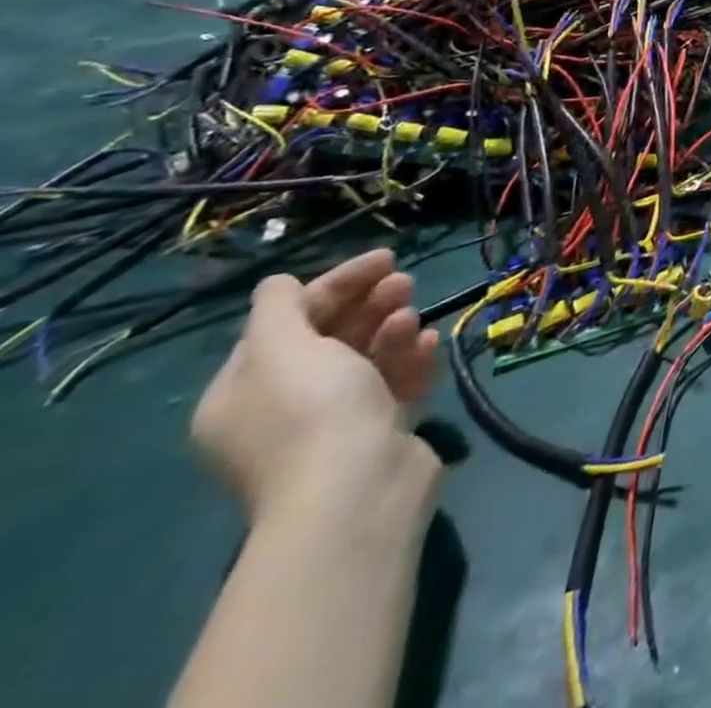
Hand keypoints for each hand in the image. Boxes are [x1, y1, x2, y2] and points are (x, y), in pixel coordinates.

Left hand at [191, 250, 439, 519]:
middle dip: (369, 304)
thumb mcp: (283, 349)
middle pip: (330, 337)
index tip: (386, 258)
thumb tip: (277, 283)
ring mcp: (332, 424)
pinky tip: (430, 343)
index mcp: (243, 392)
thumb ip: (278, 308)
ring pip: (367, 358)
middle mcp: (281, 408)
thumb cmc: (313, 411)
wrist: (357, 489)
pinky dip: (411, 359)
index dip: (336, 283)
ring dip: (392, 328)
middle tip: (406, 284)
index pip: (288, 321)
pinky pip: (395, 383)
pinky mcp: (378, 432)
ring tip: (415, 319)